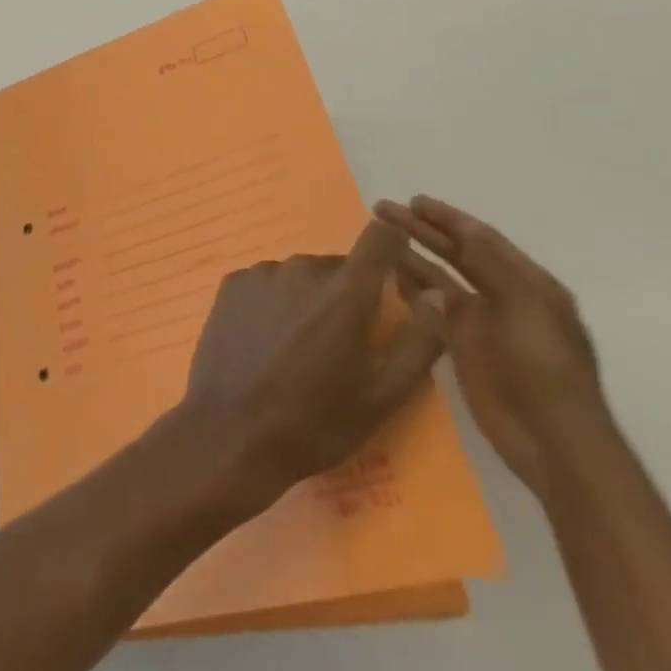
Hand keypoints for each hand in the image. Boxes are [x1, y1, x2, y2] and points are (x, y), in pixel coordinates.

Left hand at [172, 220, 446, 510]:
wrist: (232, 432)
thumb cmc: (316, 422)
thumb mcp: (383, 396)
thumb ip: (419, 342)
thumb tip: (439, 296)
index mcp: (345, 293)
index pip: (379, 238)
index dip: (392, 244)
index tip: (396, 266)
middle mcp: (302, 269)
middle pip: (338, 265)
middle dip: (348, 292)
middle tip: (343, 342)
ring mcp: (262, 273)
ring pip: (300, 275)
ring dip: (309, 297)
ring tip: (301, 348)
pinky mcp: (232, 283)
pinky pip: (267, 282)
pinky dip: (275, 301)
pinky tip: (267, 341)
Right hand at [373, 196, 605, 498]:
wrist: (551, 440)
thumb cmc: (544, 367)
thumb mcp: (526, 307)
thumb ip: (494, 266)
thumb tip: (465, 229)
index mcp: (528, 283)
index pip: (481, 238)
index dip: (448, 217)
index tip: (413, 200)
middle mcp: (504, 295)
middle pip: (457, 253)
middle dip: (422, 230)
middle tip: (383, 210)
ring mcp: (482, 322)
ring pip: (440, 278)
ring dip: (412, 256)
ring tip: (379, 237)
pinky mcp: (462, 345)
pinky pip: (432, 308)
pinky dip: (412, 289)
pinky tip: (388, 276)